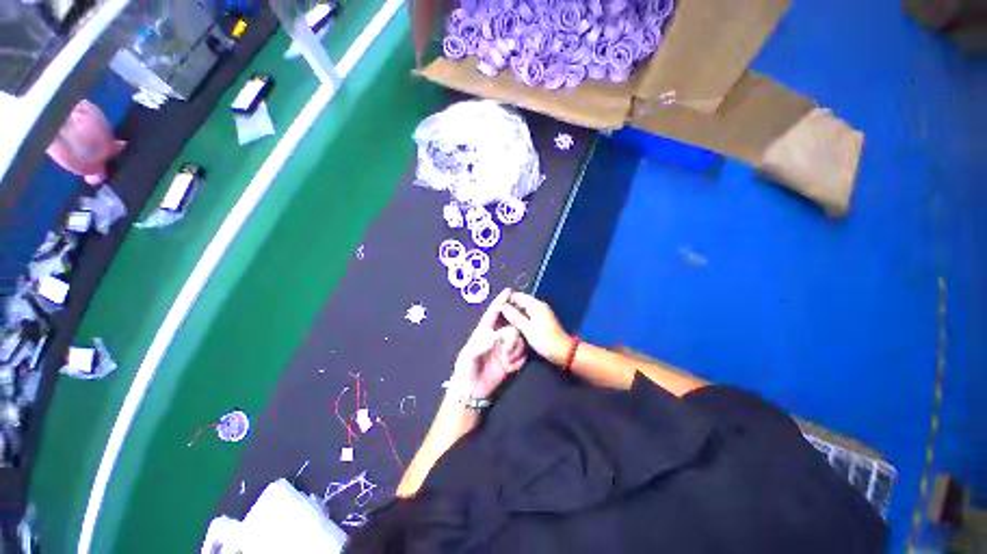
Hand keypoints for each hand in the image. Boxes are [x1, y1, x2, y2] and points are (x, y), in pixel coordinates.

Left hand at [451, 289, 527, 398]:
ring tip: (507, 360)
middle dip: (514, 329)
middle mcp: (496, 336)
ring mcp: (505, 348)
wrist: (472, 392)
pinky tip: (510, 367)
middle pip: (511, 323)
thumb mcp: (469, 355)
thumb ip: (482, 343)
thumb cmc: (466, 370)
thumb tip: (497, 334)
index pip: (493, 313)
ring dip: (516, 348)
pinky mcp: (512, 360)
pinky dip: (519, 358)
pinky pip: (523, 353)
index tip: (509, 290)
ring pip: (519, 338)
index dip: (500, 301)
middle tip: (510, 341)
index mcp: (484, 331)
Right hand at [500, 292, 571, 365]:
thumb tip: (503, 306)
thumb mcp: (528, 329)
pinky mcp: (541, 319)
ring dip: (514, 312)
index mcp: (536, 305)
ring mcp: (541, 312)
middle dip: (509, 306)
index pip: (517, 296)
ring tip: (501, 319)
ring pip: (523, 308)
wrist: (562, 351)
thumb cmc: (545, 340)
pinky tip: (512, 324)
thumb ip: (515, 317)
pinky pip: (528, 314)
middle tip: (497, 314)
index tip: (495, 307)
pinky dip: (520, 317)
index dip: (506, 300)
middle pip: (520, 301)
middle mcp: (539, 305)